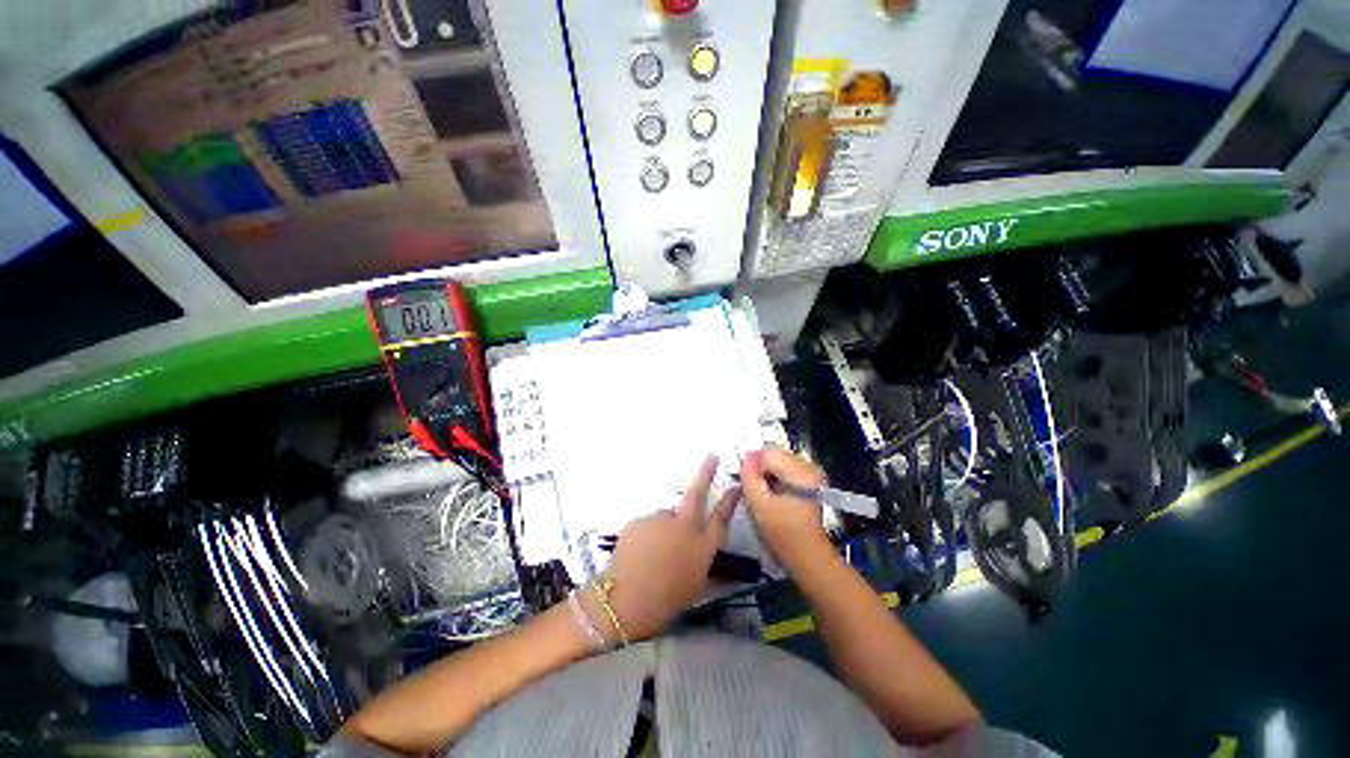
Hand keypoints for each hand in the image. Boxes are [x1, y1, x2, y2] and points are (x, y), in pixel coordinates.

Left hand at [593, 455, 739, 640]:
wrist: (626, 601)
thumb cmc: (666, 602)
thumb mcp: (694, 586)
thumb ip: (701, 564)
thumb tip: (702, 552)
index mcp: (702, 545)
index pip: (721, 518)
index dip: (730, 501)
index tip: (735, 486)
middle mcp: (684, 526)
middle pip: (697, 493)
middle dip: (706, 473)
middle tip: (712, 456)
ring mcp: (660, 520)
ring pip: (665, 518)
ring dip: (663, 529)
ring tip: (651, 556)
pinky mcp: (639, 520)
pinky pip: (647, 526)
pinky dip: (646, 536)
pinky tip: (639, 554)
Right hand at [739, 446, 832, 570]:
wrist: (807, 556)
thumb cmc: (783, 533)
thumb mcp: (759, 505)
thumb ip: (749, 477)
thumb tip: (745, 457)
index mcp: (801, 471)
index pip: (768, 452)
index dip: (753, 466)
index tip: (748, 484)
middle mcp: (809, 466)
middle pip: (774, 453)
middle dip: (760, 468)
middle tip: (756, 491)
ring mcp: (810, 473)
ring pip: (777, 460)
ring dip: (766, 473)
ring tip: (764, 494)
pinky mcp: (808, 479)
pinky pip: (784, 468)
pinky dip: (774, 477)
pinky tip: (772, 495)